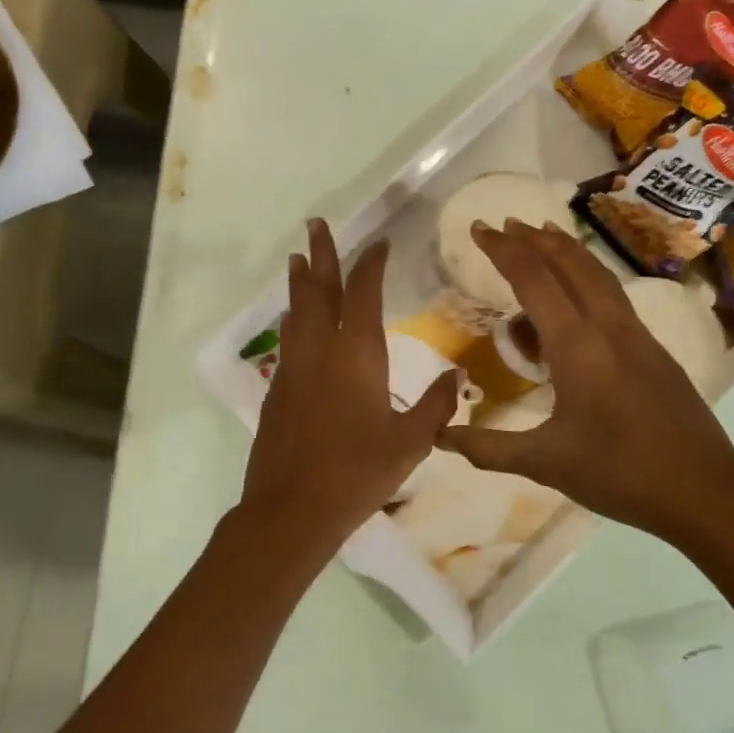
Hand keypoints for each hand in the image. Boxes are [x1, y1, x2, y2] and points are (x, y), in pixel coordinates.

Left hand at [239, 220, 460, 567]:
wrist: (292, 508)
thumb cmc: (358, 473)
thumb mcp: (410, 443)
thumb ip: (435, 406)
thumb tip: (456, 376)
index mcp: (357, 356)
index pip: (363, 294)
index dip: (370, 264)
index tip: (377, 243)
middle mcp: (321, 351)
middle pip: (319, 291)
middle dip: (320, 255)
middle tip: (315, 224)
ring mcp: (294, 368)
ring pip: (297, 312)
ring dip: (301, 283)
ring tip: (300, 261)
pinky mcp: (278, 389)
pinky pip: (289, 339)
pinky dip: (294, 318)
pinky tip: (296, 320)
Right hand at [440, 221, 733, 555]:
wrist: (704, 493)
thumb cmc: (619, 474)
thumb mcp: (545, 463)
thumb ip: (488, 447)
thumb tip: (440, 437)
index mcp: (578, 346)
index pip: (534, 280)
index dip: (503, 251)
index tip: (479, 228)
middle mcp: (609, 328)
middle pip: (570, 265)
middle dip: (534, 239)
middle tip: (505, 225)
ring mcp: (637, 336)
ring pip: (598, 276)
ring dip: (566, 251)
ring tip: (543, 236)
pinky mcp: (654, 350)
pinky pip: (614, 297)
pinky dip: (588, 278)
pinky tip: (580, 295)